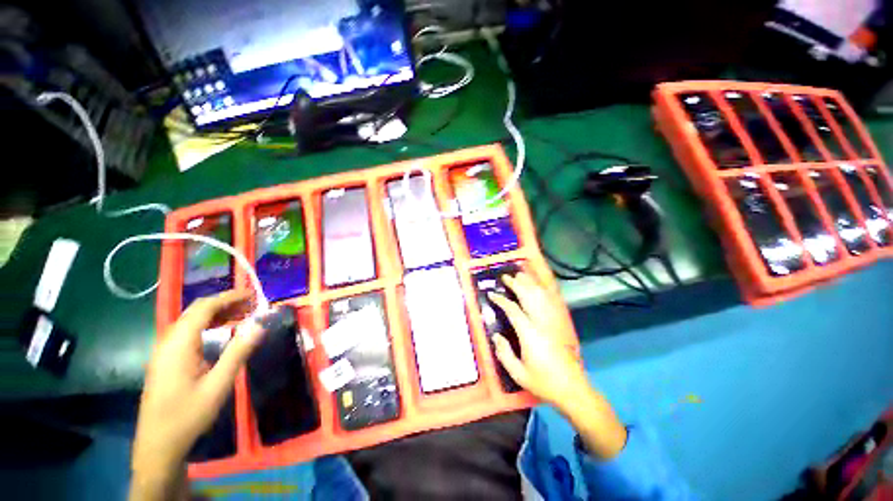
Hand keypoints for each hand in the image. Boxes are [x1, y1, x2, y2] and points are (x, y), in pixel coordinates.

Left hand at [130, 291, 264, 500]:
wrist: (158, 444)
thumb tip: (260, 325)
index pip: (204, 308)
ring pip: (191, 321)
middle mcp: (168, 341)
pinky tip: (221, 332)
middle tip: (252, 304)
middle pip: (196, 311)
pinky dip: (207, 325)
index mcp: (179, 344)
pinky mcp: (165, 360)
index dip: (229, 297)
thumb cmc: (188, 414)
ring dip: (217, 313)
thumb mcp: (218, 385)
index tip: (253, 294)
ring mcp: (164, 351)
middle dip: (225, 303)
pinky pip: (187, 332)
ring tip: (242, 314)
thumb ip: (238, 352)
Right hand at [489, 272, 626, 458]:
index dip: (501, 300)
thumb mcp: (518, 373)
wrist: (572, 388)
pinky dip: (545, 291)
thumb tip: (496, 336)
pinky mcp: (562, 323)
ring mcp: (554, 321)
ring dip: (530, 283)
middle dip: (516, 284)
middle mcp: (542, 323)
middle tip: (506, 277)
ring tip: (521, 274)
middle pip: (529, 296)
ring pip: (542, 295)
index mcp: (530, 334)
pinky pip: (553, 302)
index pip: (513, 310)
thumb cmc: (543, 382)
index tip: (492, 294)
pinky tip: (541, 285)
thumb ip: (504, 353)